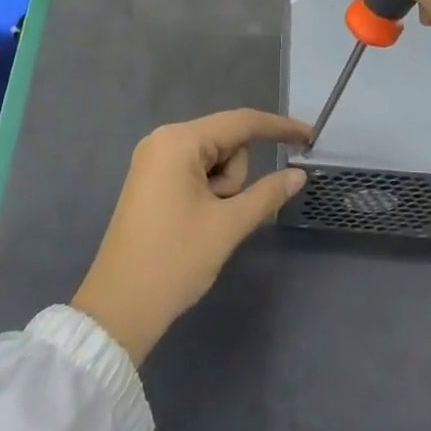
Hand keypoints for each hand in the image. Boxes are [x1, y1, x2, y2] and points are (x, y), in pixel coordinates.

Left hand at [72, 110, 309, 364]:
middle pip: (225, 144)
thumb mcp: (228, 225)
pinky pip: (194, 174)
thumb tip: (299, 175)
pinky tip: (197, 224)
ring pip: (212, 162)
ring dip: (222, 191)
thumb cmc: (174, 260)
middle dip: (235, 178)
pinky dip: (207, 194)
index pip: (240, 122)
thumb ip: (267, 194)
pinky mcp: (151, 182)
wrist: (119, 307)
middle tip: (221, 216)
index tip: (310, 137)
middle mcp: (163, 140)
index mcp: (178, 141)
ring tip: (204, 225)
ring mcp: (154, 161)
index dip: (278, 128)